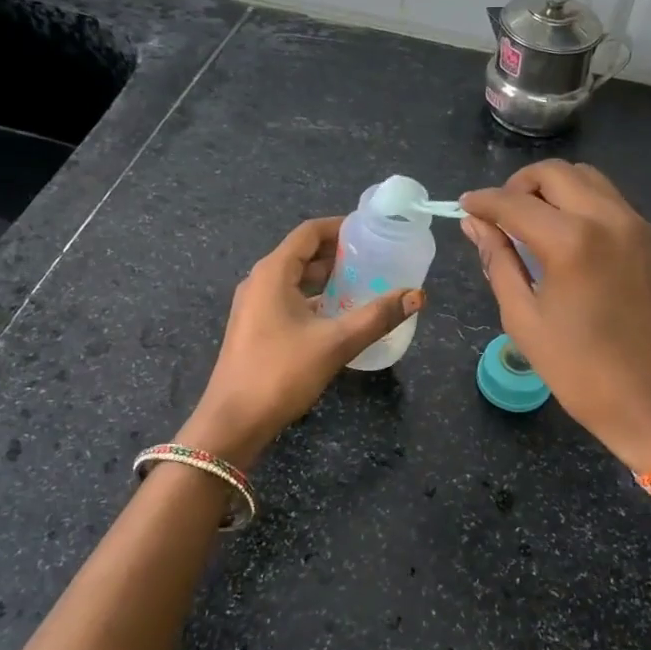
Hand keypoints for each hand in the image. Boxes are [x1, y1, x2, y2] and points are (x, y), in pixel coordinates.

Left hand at [179, 216, 423, 468]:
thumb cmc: (281, 373)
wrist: (233, 422)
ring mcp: (254, 306)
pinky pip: (289, 299)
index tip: (371, 231)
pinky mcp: (255, 328)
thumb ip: (377, 316)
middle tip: (376, 258)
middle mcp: (260, 281)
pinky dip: (315, 298)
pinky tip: (339, 314)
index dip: (340, 227)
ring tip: (364, 282)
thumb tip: (417, 295)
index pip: (309, 232)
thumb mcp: (335, 343)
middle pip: (302, 253)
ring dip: (327, 277)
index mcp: (273, 272)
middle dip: (338, 253)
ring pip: (295, 278)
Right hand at [461, 161, 650, 472]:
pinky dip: (578, 201)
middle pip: (553, 173)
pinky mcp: (648, 237)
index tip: (464, 207)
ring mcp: (633, 224)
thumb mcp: (524, 319)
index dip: (483, 202)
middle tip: (499, 216)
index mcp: (570, 242)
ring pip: (585, 177)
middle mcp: (606, 218)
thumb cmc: (581, 371)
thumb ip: (498, 262)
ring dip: (551, 188)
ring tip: (531, 221)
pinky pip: (607, 198)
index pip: (514, 203)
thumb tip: (475, 225)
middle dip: (518, 186)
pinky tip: (563, 234)